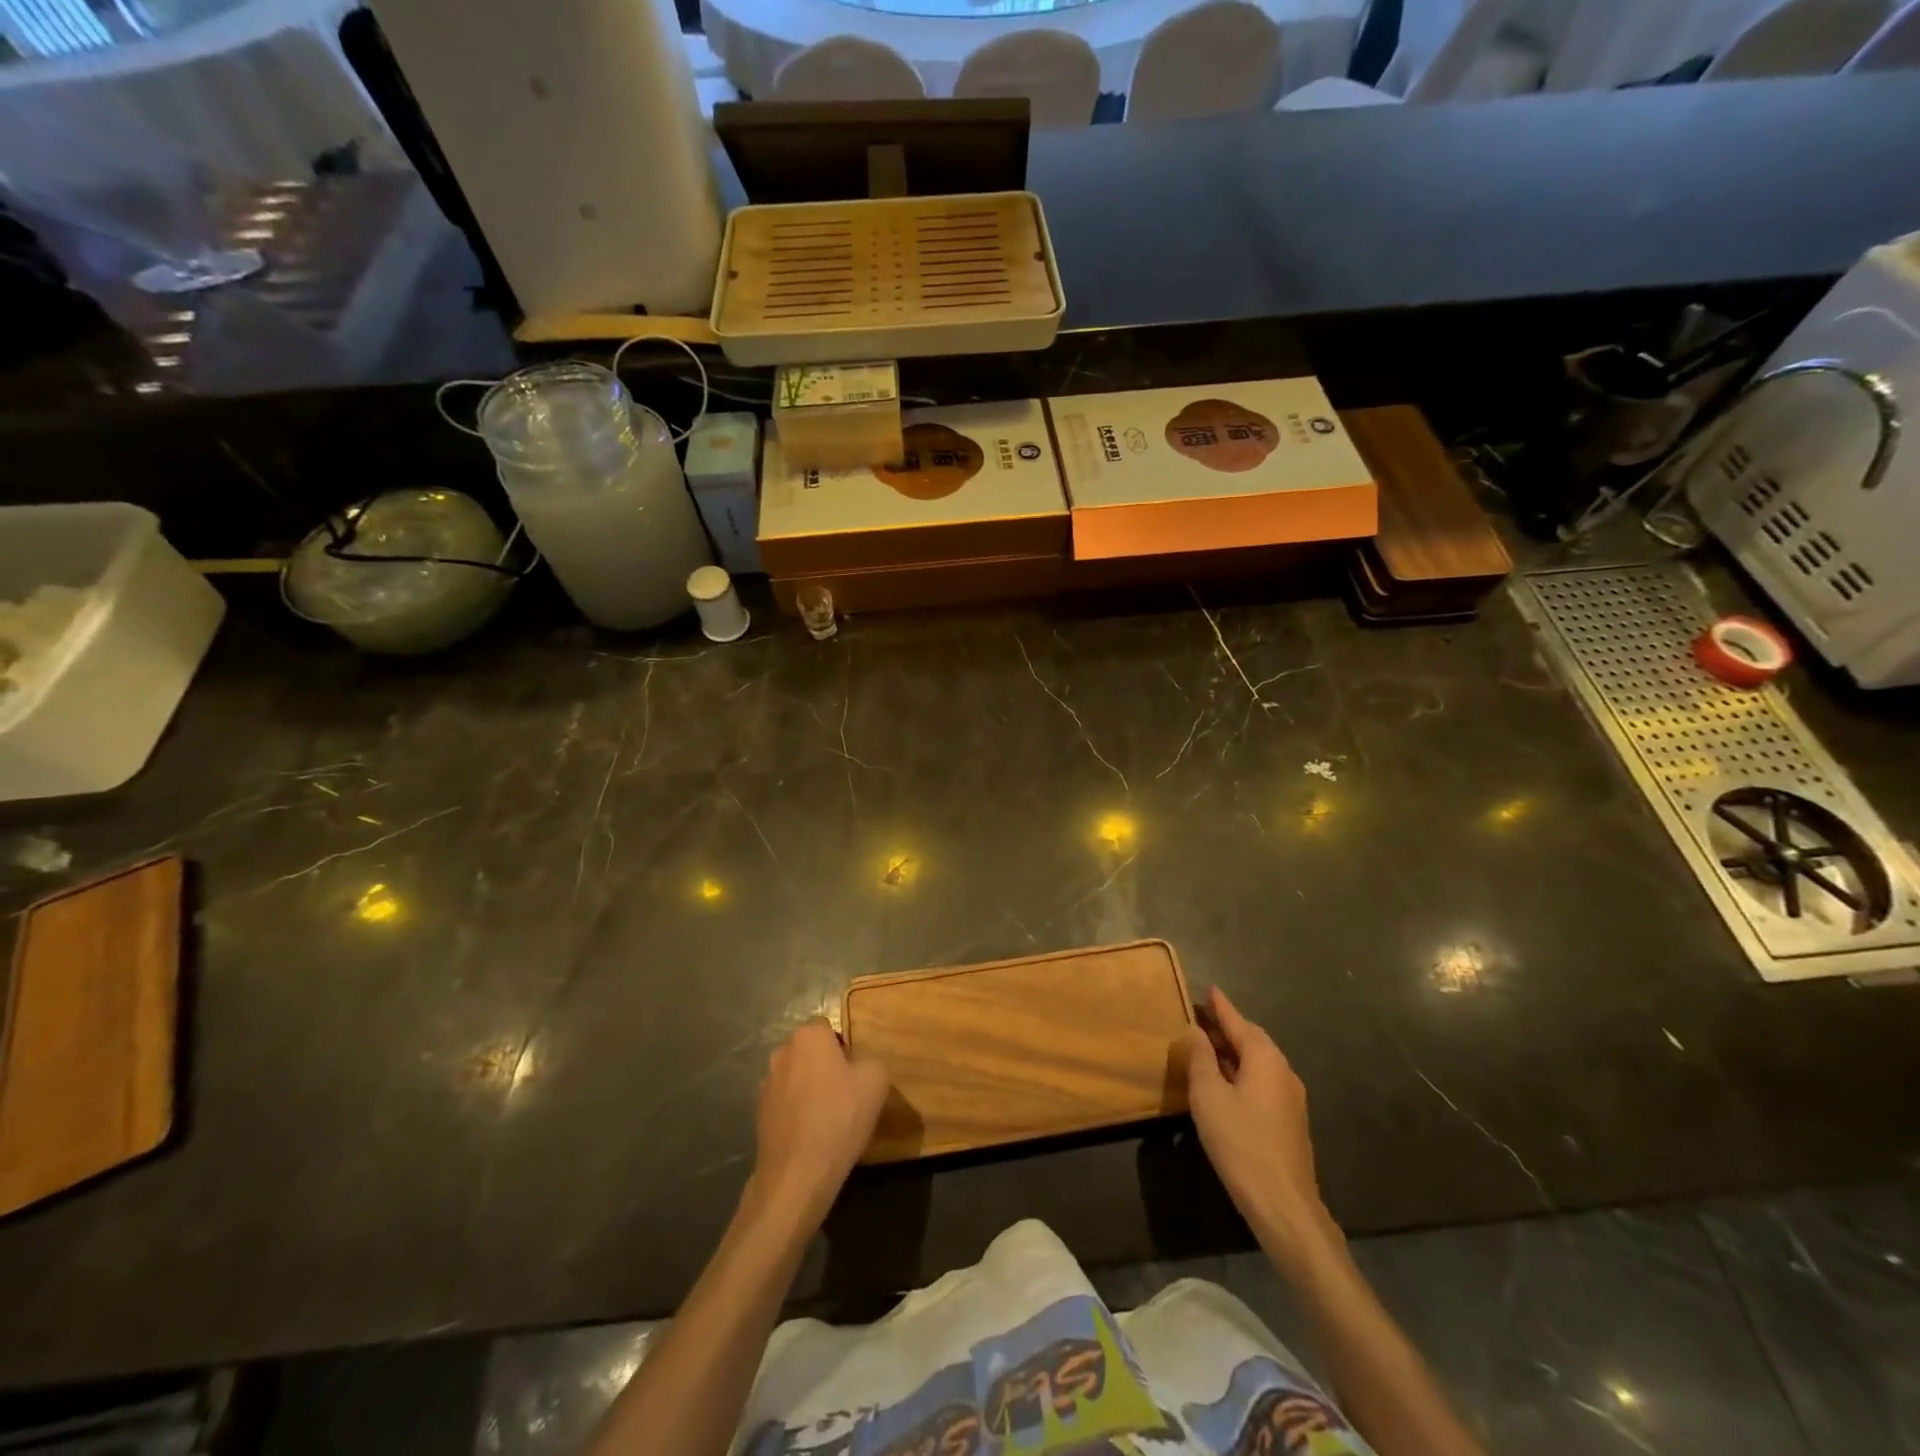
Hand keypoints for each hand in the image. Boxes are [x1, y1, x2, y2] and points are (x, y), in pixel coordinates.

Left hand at [747, 1019, 888, 1232]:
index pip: (826, 1026)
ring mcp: (765, 1084)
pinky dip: (795, 1111)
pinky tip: (810, 1133)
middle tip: (844, 1090)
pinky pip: (784, 1103)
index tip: (853, 1069)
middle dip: (823, 1064)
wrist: (798, 1173)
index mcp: (808, 1036)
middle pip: (808, 1051)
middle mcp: (782, 1052)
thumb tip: (860, 1067)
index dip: (842, 1045)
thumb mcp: (876, 1081)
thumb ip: (870, 1062)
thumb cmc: (840, 1117)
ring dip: (807, 1088)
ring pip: (794, 1076)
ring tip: (826, 1116)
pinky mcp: (758, 1114)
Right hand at [1177, 986, 1335, 1263]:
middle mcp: (1283, 1071)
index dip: (1221, 1006)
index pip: (1239, 1023)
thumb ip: (1200, 1058)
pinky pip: (1262, 1081)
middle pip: (1252, 1039)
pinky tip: (1226, 1081)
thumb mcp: (1208, 1096)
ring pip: (1258, 1062)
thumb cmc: (1241, 1142)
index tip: (1210, 988)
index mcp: (1265, 1059)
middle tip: (1203, 1016)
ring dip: (1234, 1050)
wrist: (1283, 1204)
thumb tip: (1196, 1031)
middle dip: (1228, 1027)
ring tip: (1209, 1045)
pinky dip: (1242, 1071)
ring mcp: (1290, 1098)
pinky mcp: (1289, 1121)